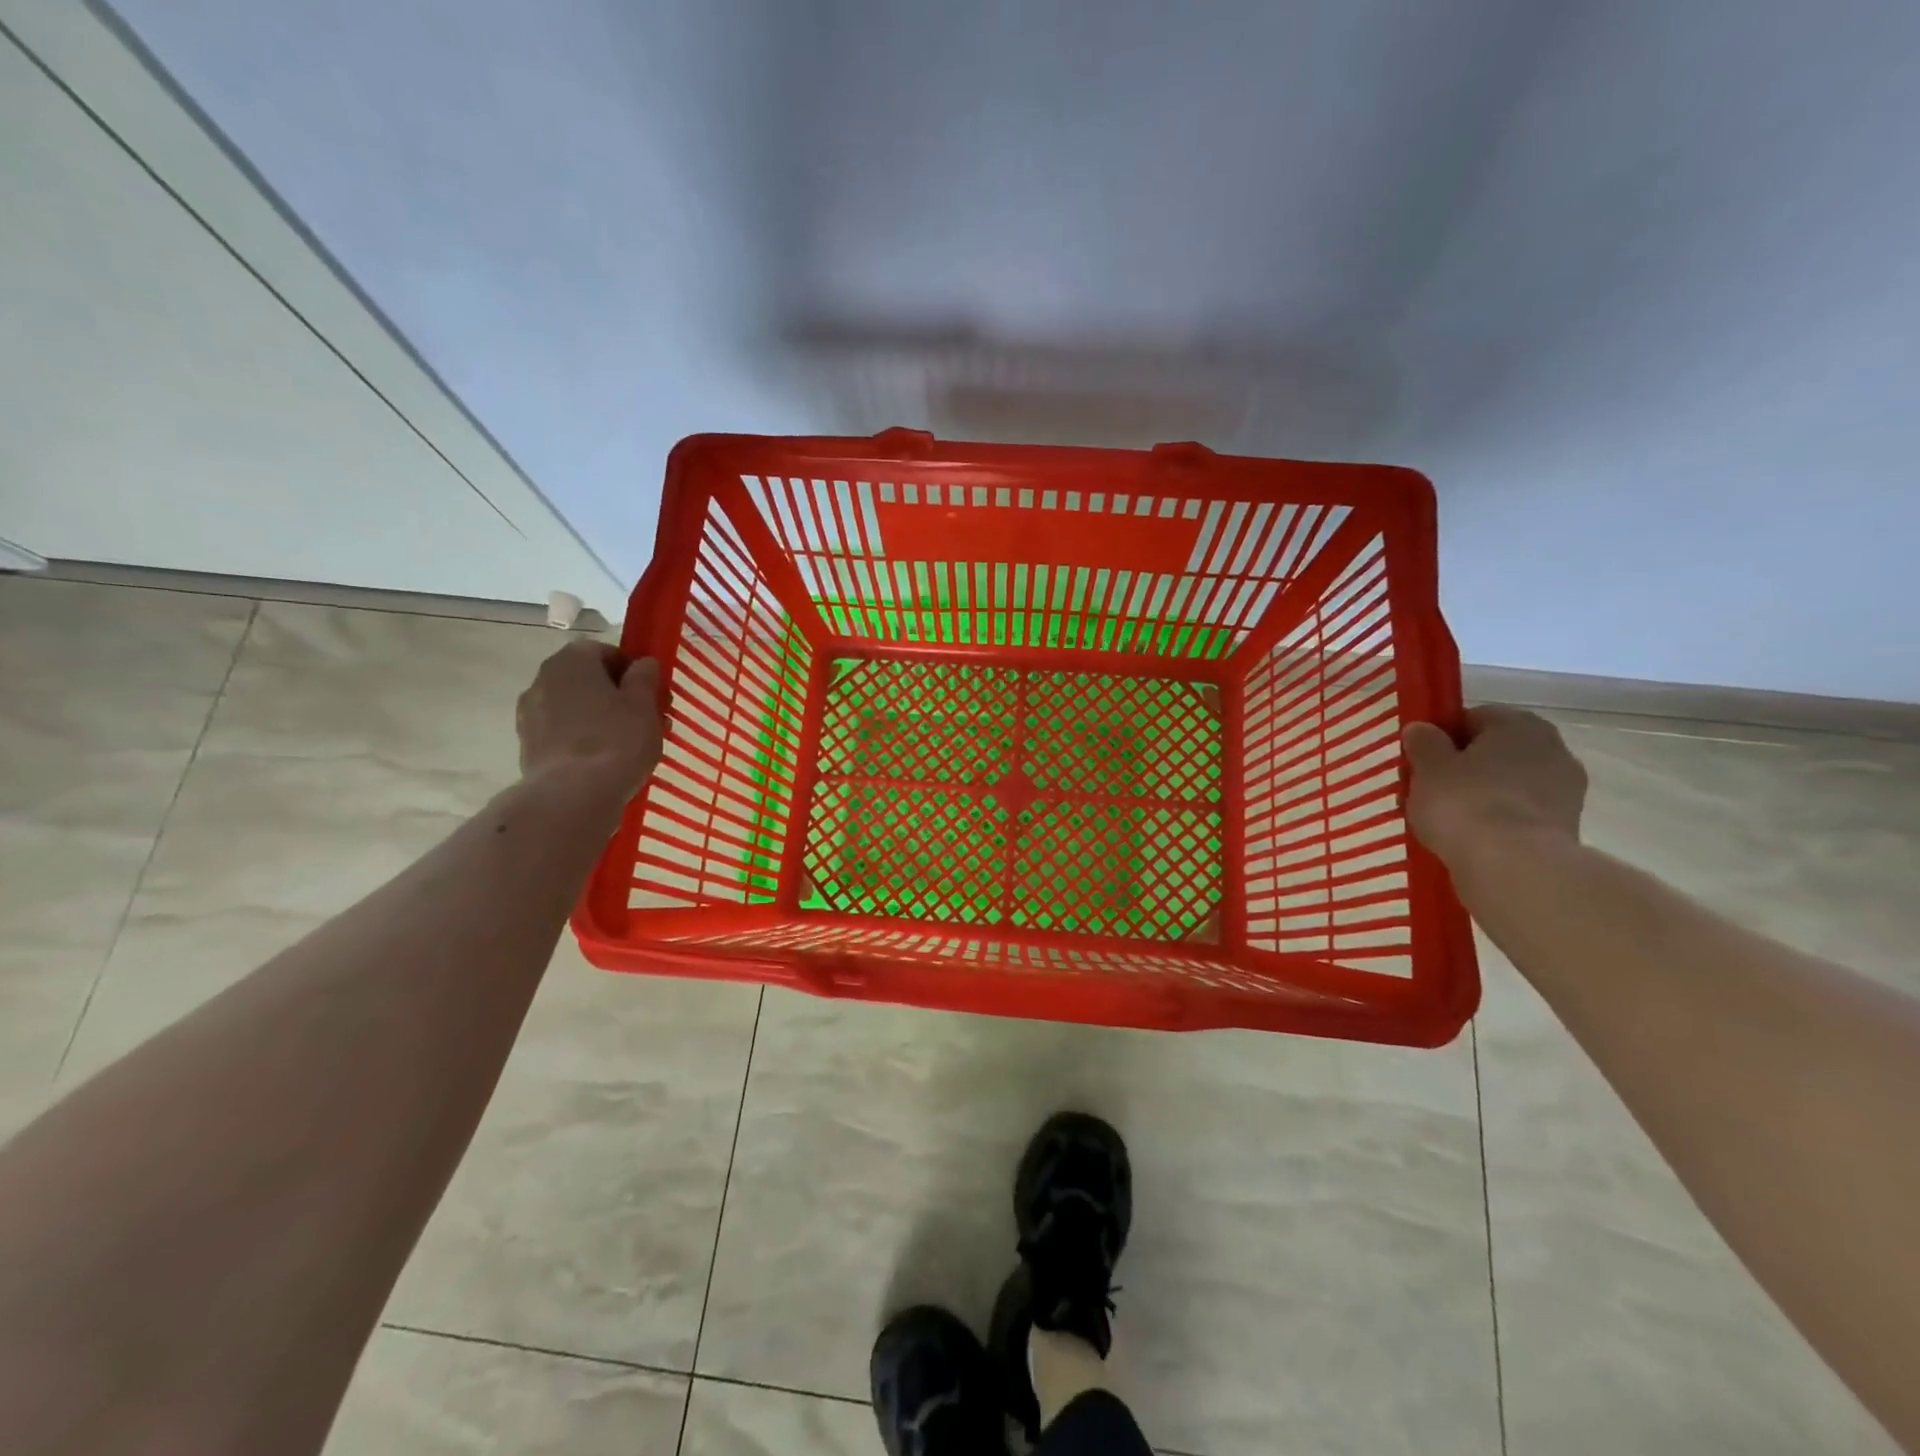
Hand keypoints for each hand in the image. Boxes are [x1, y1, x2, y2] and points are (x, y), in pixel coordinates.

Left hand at [515, 640, 663, 798]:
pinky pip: (563, 732)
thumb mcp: (644, 705)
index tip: (650, 693)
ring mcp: (530, 713)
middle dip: (616, 694)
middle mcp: (543, 679)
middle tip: (644, 719)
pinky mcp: (528, 744)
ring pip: (575, 706)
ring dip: (599, 717)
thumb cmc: (616, 740)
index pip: (605, 651)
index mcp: (572, 661)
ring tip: (627, 744)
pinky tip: (604, 760)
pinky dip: (582, 738)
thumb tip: (643, 663)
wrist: (572, 795)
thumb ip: (644, 678)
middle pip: (587, 679)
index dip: (631, 670)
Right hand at [1402, 706, 1586, 870]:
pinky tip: (1470, 838)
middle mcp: (1552, 747)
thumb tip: (1421, 729)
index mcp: (1519, 723)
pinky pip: (1519, 814)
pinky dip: (1498, 821)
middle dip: (1464, 768)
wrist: (1513, 866)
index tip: (1419, 760)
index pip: (1472, 718)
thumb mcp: (1428, 768)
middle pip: (1494, 752)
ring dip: (1482, 796)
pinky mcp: (1566, 826)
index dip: (1442, 737)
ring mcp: (1566, 789)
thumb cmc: (1464, 803)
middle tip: (1429, 790)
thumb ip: (1423, 743)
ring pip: (1508, 784)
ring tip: (1446, 820)